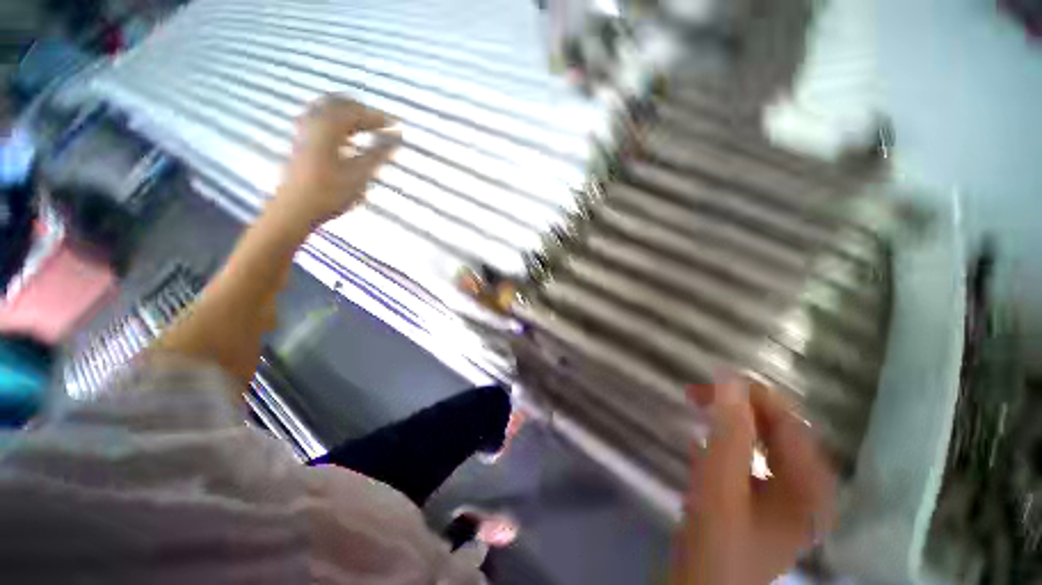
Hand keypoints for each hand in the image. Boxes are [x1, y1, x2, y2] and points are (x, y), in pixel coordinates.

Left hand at [273, 95, 398, 227]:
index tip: (395, 124)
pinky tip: (347, 138)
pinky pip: (320, 122)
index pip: (357, 113)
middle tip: (381, 123)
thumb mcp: (360, 174)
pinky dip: (337, 124)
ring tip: (367, 127)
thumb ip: (379, 153)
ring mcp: (304, 131)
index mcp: (328, 127)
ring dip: (349, 116)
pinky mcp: (301, 143)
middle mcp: (313, 122)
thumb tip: (397, 137)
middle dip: (362, 112)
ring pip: (329, 112)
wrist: (295, 209)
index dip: (378, 117)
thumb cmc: (330, 193)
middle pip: (340, 105)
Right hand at [674, 377, 836, 584]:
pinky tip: (701, 443)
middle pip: (777, 431)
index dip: (753, 394)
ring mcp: (787, 499)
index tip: (713, 377)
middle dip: (738, 408)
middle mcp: (808, 489)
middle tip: (697, 394)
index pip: (789, 421)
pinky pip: (751, 461)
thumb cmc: (718, 541)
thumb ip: (730, 430)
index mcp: (811, 485)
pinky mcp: (764, 504)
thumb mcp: (722, 482)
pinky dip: (726, 445)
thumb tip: (729, 378)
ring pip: (762, 444)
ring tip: (698, 411)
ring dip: (730, 424)